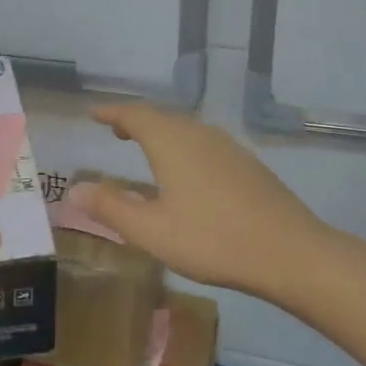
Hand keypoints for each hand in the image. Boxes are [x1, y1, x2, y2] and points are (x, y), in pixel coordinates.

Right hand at [74, 105, 332, 299]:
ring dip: (161, 133)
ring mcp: (228, 147)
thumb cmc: (213, 240)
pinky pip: (204, 143)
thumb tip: (74, 189)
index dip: (112, 113)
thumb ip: (111, 207)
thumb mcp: (152, 230)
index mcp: (172, 142)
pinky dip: (183, 146)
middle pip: (162, 117)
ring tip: (146, 146)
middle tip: (116, 130)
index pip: (135, 115)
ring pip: (186, 129)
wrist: (291, 252)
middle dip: (136, 121)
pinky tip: (186, 170)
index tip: (94, 114)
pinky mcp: (247, 164)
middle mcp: (199, 134)